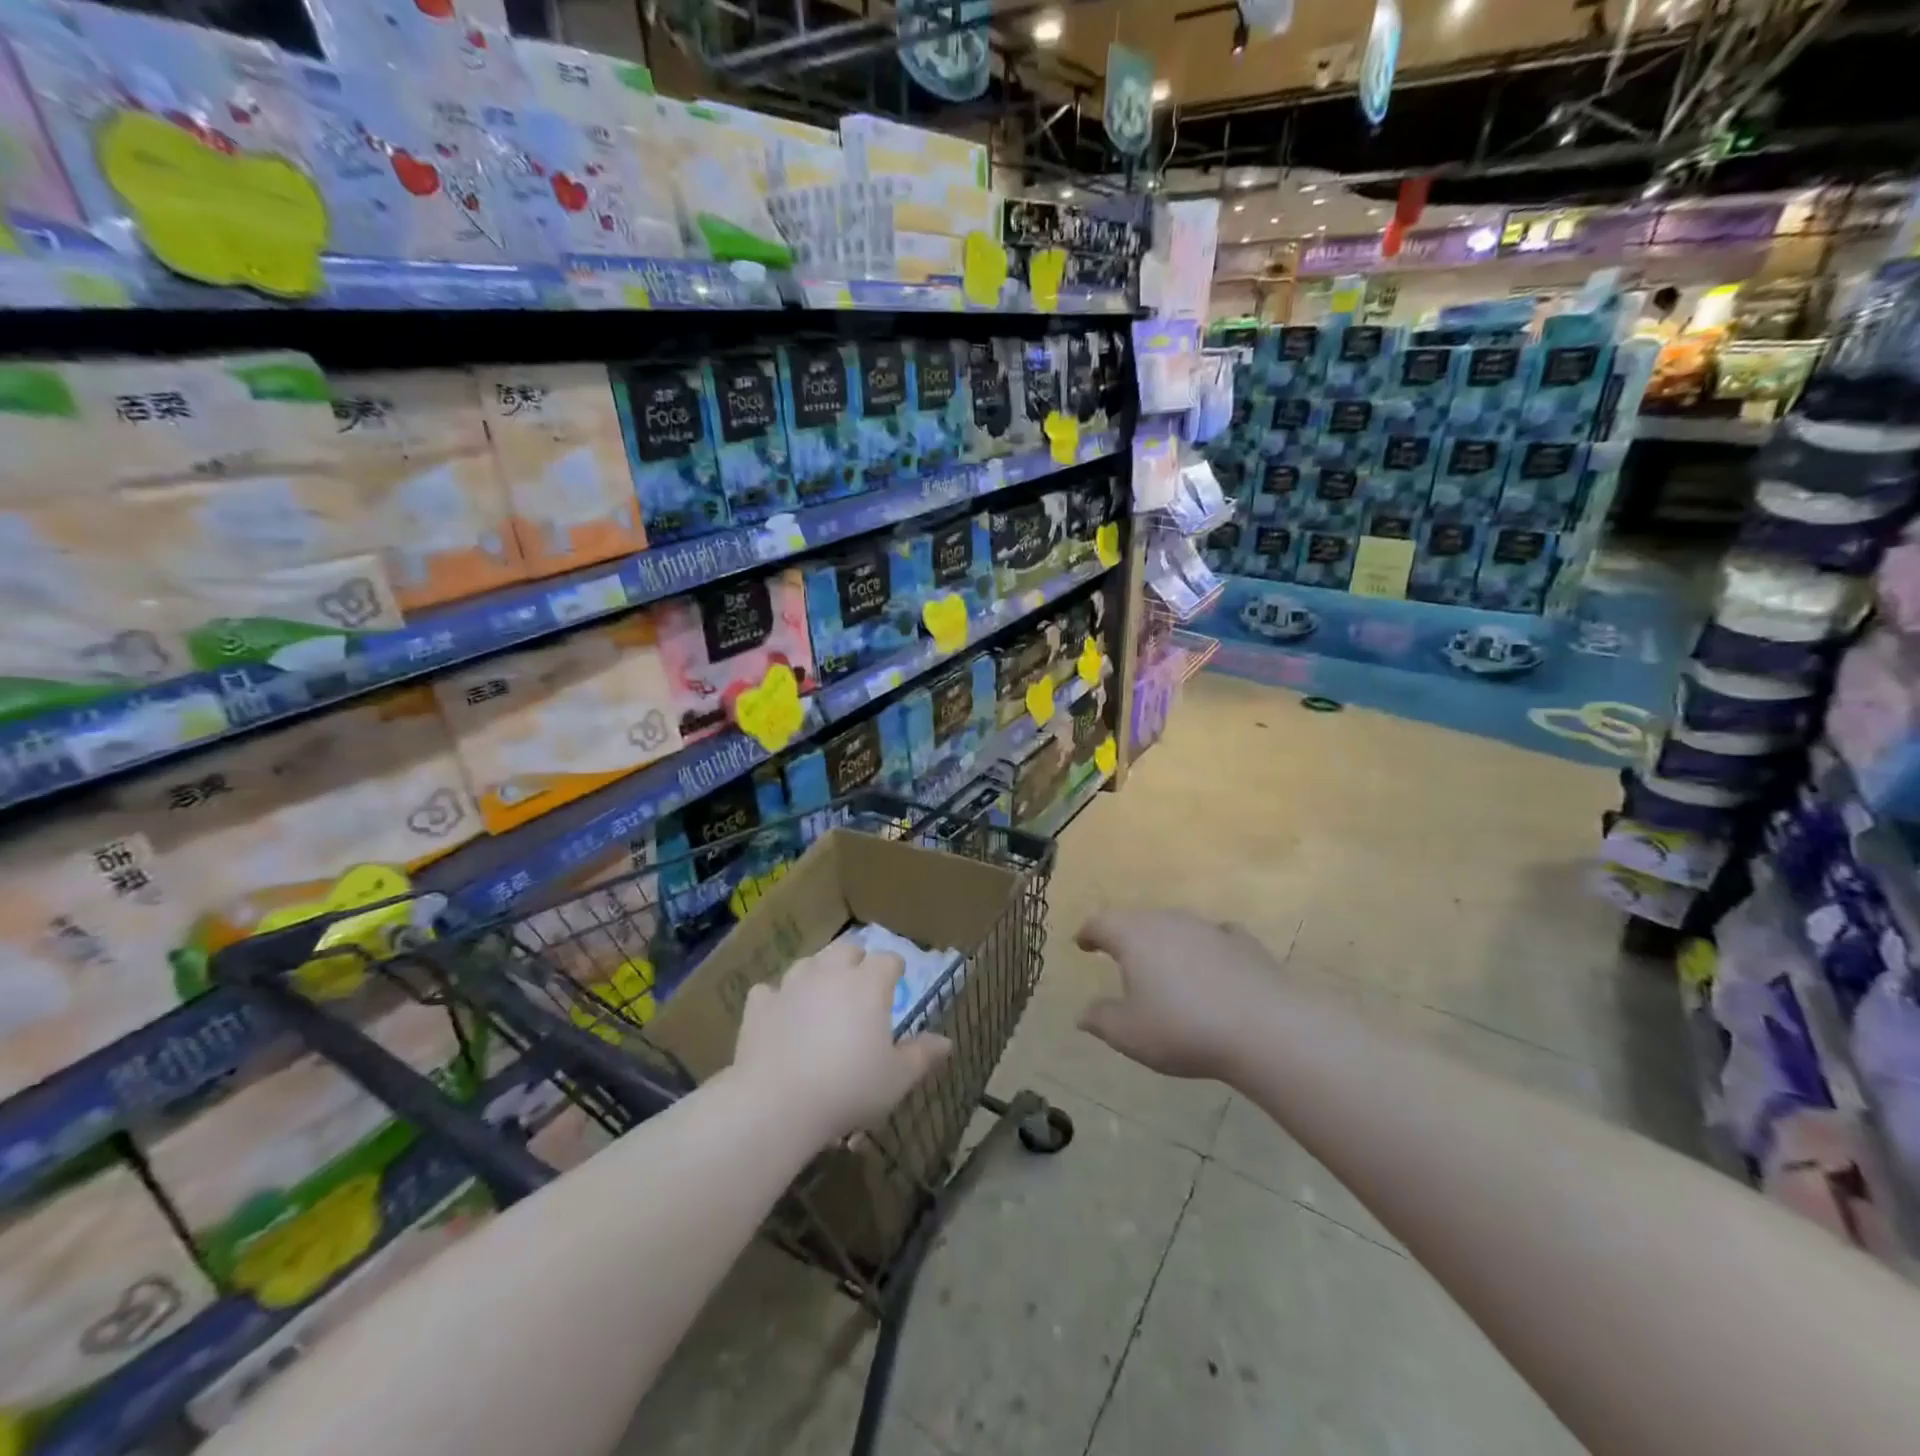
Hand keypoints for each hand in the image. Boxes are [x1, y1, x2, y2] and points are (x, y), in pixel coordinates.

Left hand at [731, 939, 951, 1146]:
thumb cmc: (848, 1088)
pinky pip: (769, 991)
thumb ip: (922, 1055)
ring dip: (818, 973)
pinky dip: (777, 999)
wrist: (777, 1103)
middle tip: (859, 986)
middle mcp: (830, 973)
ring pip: (808, 962)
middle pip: (846, 949)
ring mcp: (791, 985)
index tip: (897, 982)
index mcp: (868, 984)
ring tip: (821, 996)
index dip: (894, 969)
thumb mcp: (896, 1079)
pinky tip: (779, 1015)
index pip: (888, 959)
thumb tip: (946, 1042)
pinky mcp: (759, 1005)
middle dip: (856, 961)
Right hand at [1076, 909, 1282, 1080]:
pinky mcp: (1243, 942)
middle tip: (1119, 956)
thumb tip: (1082, 1014)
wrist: (1264, 1028)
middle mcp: (1168, 921)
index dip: (1088, 933)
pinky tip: (1212, 962)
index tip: (1082, 942)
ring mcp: (1208, 928)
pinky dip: (1206, 947)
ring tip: (1164, 966)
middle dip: (1126, 936)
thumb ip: (1101, 1020)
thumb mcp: (1129, 1034)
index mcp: (1133, 936)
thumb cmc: (1183, 1028)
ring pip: (1176, 926)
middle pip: (1138, 920)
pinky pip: (1215, 937)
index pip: (1101, 923)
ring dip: (1166, 941)